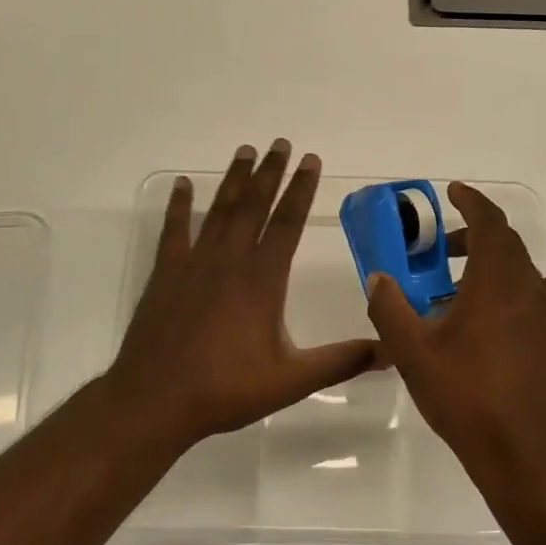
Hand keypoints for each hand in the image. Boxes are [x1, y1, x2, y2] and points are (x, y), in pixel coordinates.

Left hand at [107, 140, 378, 446]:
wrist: (155, 401)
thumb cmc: (226, 389)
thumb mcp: (291, 380)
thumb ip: (341, 361)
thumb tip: (389, 350)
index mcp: (262, 280)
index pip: (287, 223)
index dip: (301, 190)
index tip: (311, 160)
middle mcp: (229, 261)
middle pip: (253, 205)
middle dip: (270, 172)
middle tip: (280, 143)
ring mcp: (194, 264)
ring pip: (219, 211)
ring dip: (234, 179)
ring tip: (245, 150)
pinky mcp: (166, 274)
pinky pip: (174, 230)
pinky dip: (179, 206)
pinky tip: (182, 185)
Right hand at [366, 182, 545, 488]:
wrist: (527, 453)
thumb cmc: (466, 396)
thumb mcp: (413, 353)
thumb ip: (390, 308)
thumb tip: (379, 278)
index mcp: (497, 282)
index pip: (490, 223)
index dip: (472, 201)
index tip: (454, 192)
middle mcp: (533, 289)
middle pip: (507, 246)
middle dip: (475, 237)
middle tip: (444, 249)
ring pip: (526, 275)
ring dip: (496, 271)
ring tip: (467, 296)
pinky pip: (544, 303)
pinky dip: (520, 298)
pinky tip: (502, 330)